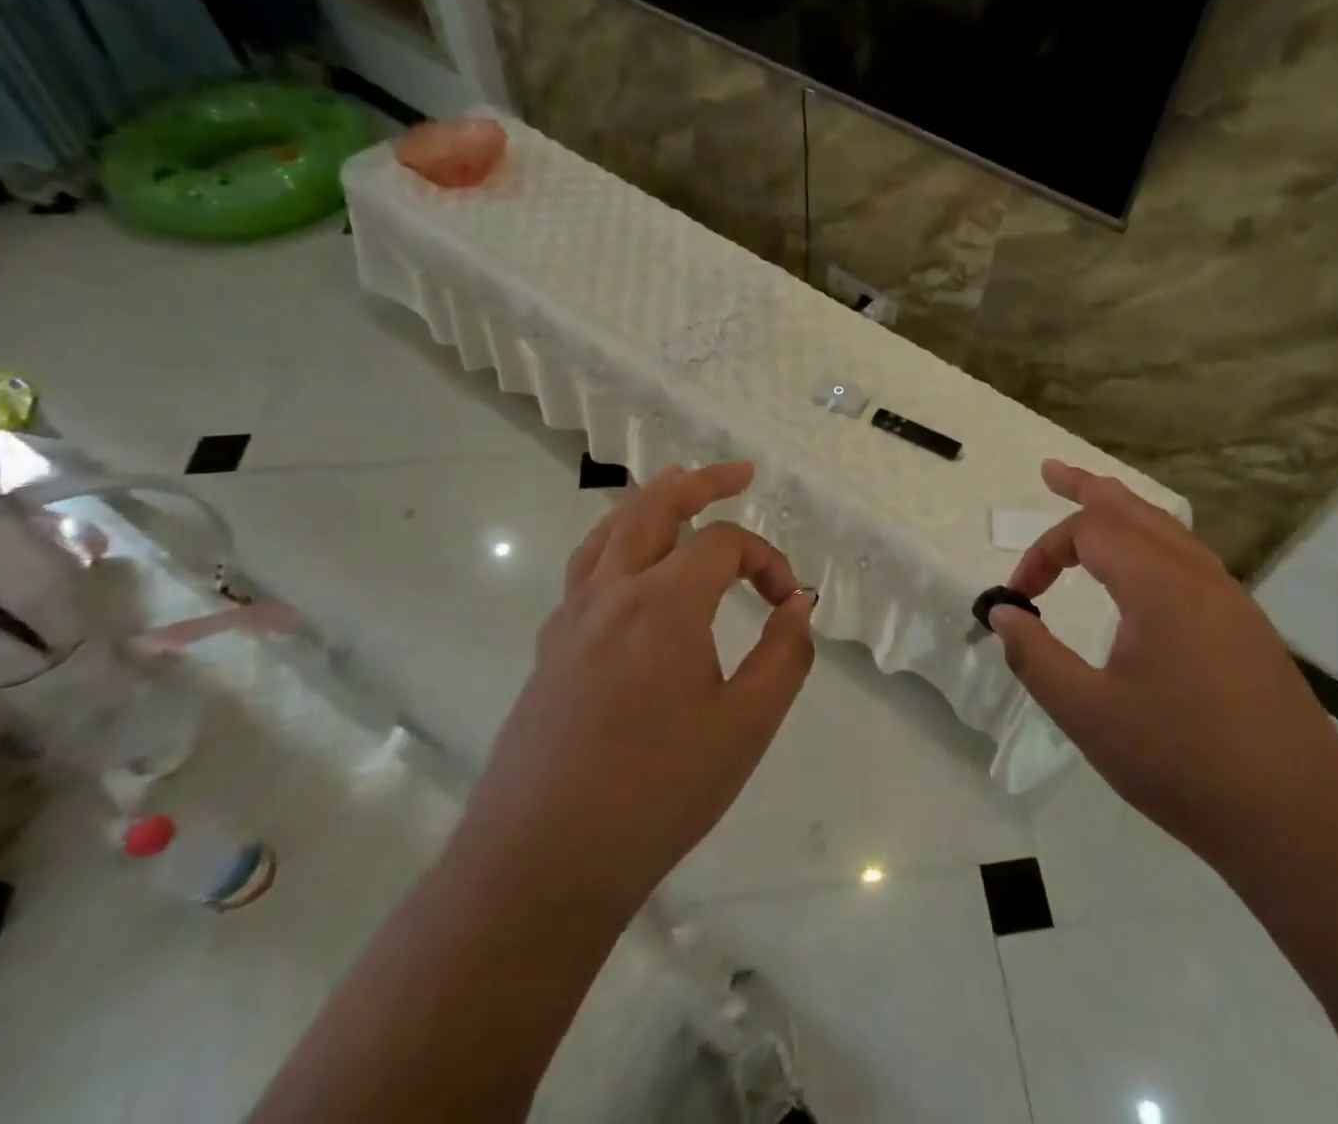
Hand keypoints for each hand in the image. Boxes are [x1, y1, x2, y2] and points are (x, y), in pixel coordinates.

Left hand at [459, 461, 814, 918]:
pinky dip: (617, 543)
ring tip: (679, 488)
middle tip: (738, 474)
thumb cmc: (655, 794)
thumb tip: (797, 606)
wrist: (540, 864)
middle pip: (654, 506)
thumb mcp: (745, 728)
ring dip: (651, 502)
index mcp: (663, 603)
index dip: (767, 561)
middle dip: (701, 482)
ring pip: (610, 530)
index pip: (724, 545)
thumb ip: (784, 656)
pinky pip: (587, 568)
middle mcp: (612, 592)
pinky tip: (632, 569)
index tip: (789, 604)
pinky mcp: (551, 647)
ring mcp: (572, 617)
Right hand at [989, 460, 1337, 867]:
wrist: (1301, 824)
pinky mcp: (1247, 628)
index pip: (1088, 532)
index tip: (1020, 596)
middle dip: (1087, 487)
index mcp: (1159, 585)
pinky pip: (1189, 560)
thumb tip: (1003, 614)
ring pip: (1168, 531)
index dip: (1043, 552)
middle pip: (1134, 508)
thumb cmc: (1184, 764)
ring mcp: (1231, 600)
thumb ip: (1035, 657)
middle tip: (1050, 471)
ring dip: (1123, 513)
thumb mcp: (1088, 714)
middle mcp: (1199, 576)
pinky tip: (1144, 572)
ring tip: (1093, 503)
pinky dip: (1152, 543)